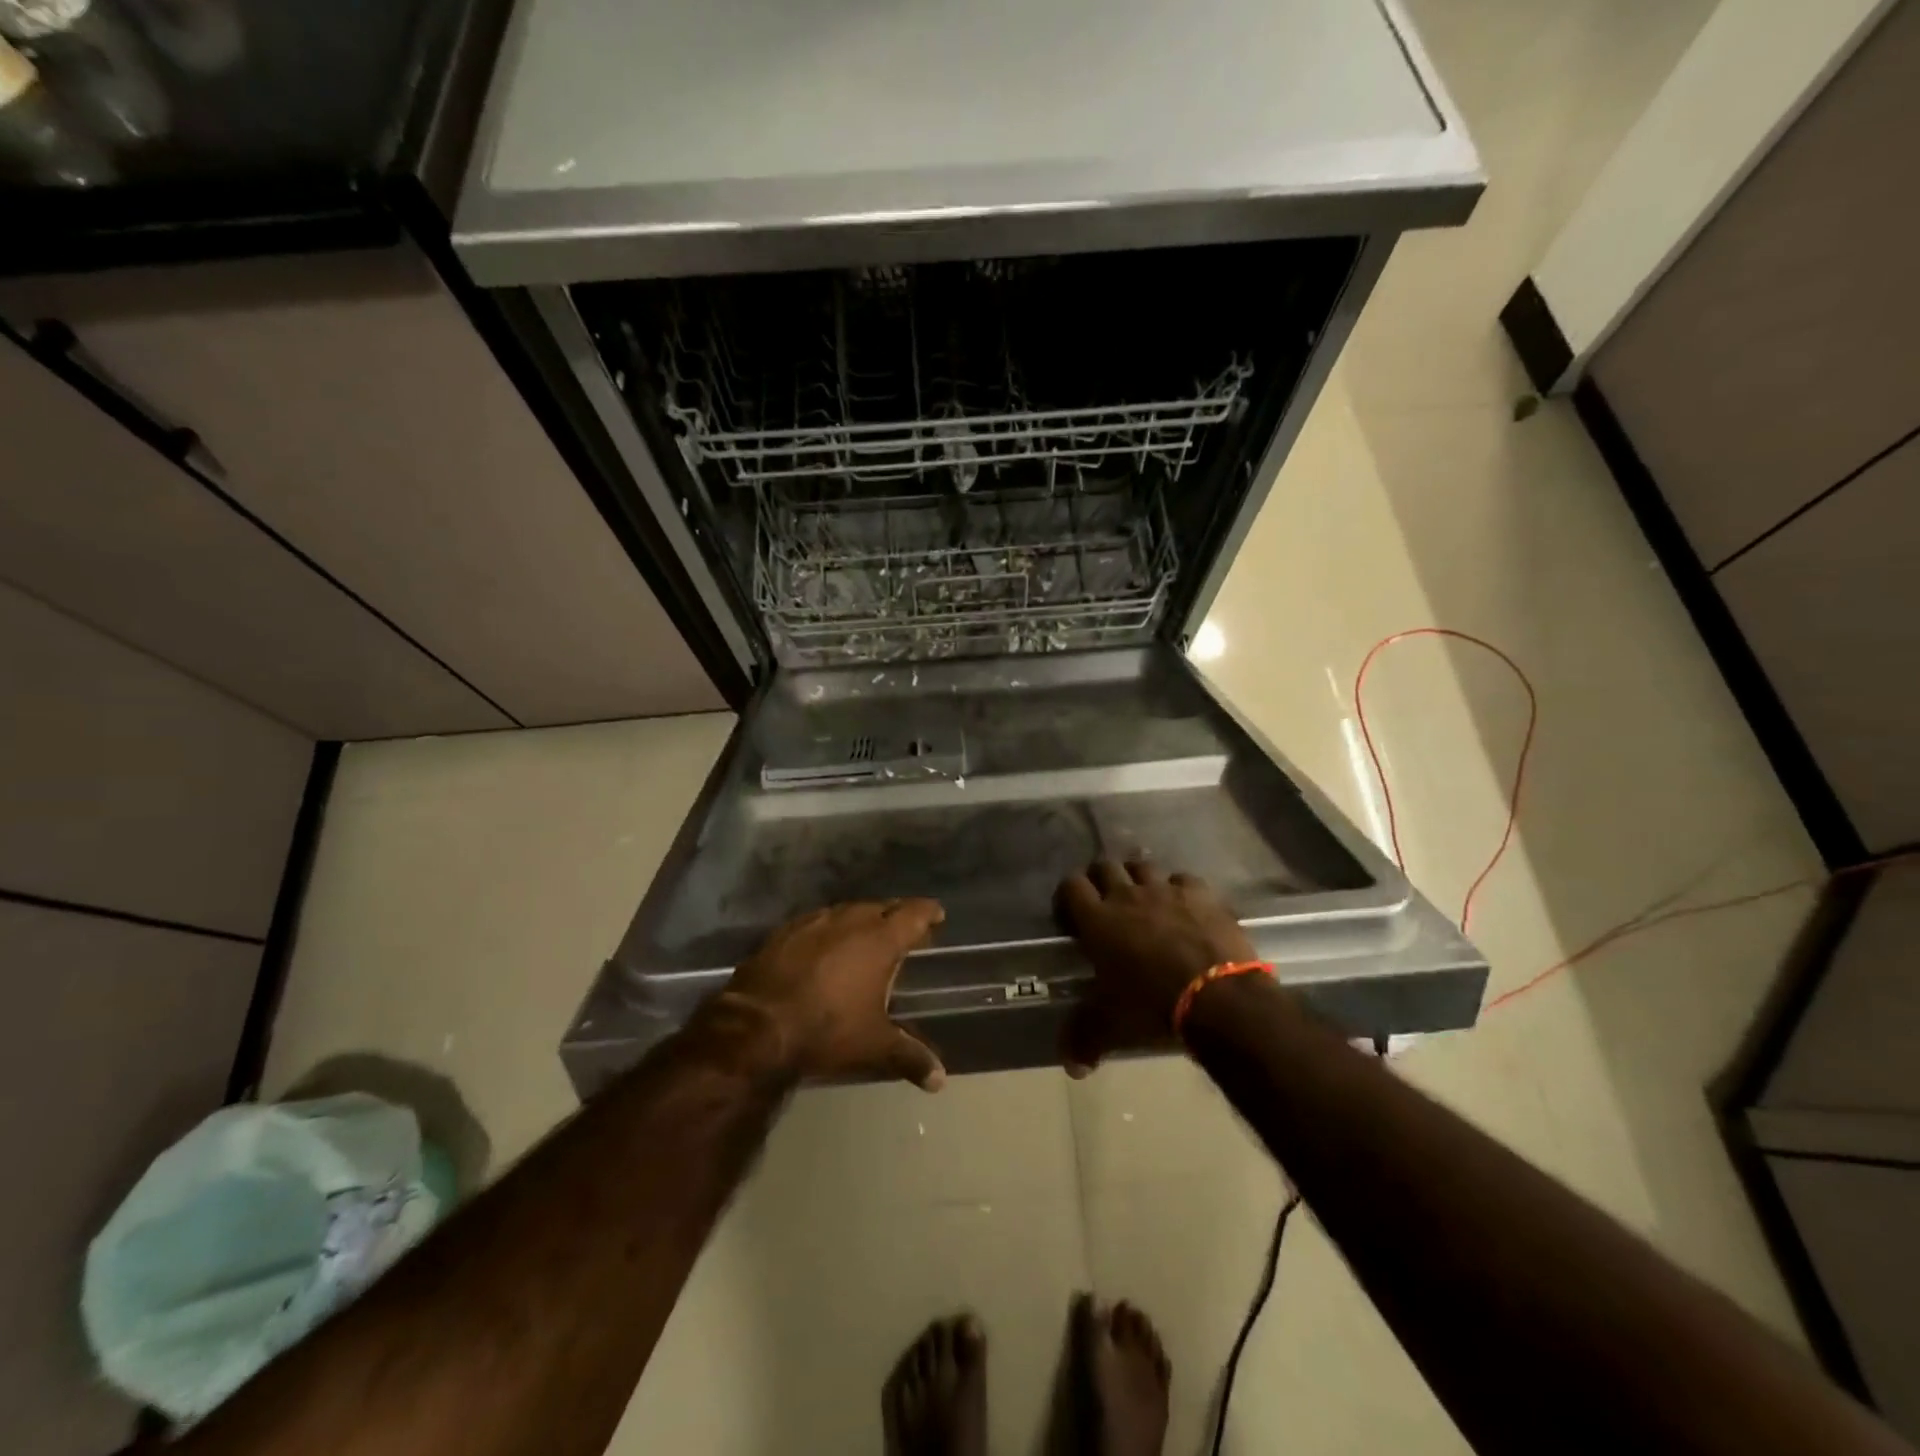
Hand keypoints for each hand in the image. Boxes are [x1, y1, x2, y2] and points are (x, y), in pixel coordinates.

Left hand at [720, 899, 947, 1090]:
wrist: (756, 1027)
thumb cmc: (826, 1030)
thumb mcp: (874, 1046)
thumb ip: (910, 1057)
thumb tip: (940, 1081)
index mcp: (879, 940)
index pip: (913, 914)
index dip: (928, 912)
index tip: (937, 915)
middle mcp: (850, 921)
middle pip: (881, 907)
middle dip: (895, 915)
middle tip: (904, 928)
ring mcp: (814, 922)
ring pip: (847, 910)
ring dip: (861, 919)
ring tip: (866, 934)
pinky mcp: (784, 931)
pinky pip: (816, 921)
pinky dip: (828, 929)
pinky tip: (824, 944)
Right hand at [1054, 861, 1255, 1075]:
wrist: (1218, 998)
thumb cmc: (1152, 1009)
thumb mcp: (1111, 1028)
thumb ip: (1084, 1040)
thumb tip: (1072, 1068)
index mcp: (1097, 920)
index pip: (1071, 886)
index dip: (1069, 894)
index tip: (1072, 912)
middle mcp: (1127, 895)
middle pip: (1105, 866)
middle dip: (1102, 878)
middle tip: (1106, 902)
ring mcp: (1166, 890)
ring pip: (1143, 866)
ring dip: (1139, 879)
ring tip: (1145, 899)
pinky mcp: (1200, 893)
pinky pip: (1183, 879)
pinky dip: (1180, 889)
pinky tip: (1185, 907)